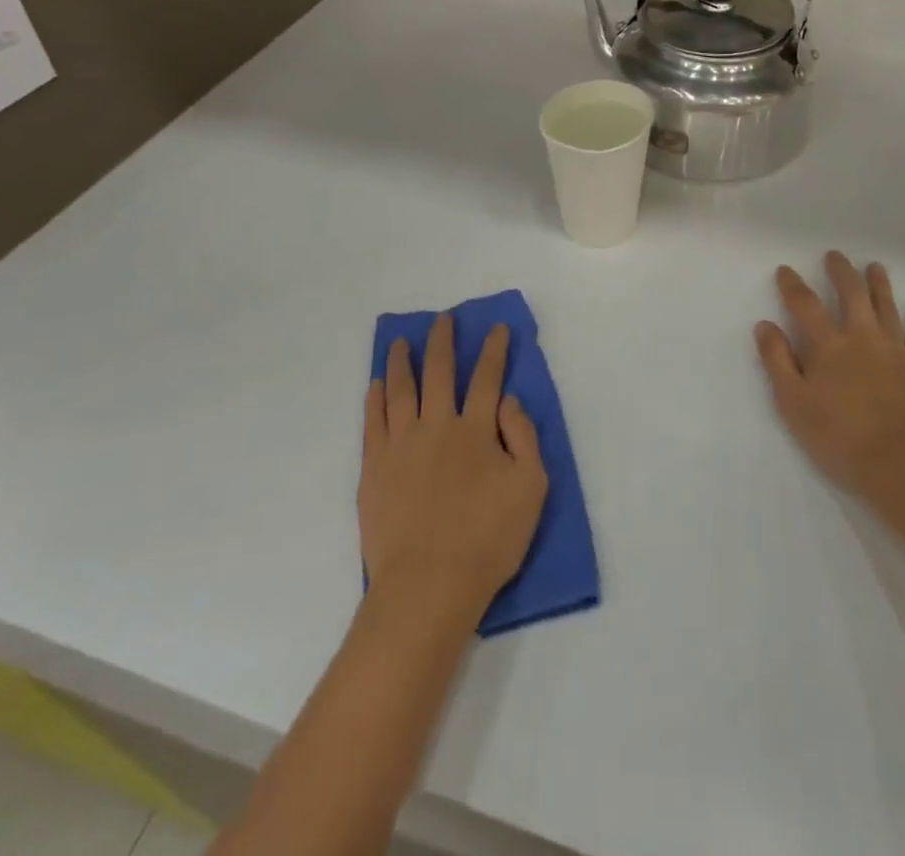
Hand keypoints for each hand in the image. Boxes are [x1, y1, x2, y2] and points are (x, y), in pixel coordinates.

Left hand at [360, 315, 548, 627]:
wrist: (428, 585)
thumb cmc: (487, 539)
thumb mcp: (531, 488)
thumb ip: (523, 437)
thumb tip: (508, 400)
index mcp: (476, 430)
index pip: (487, 378)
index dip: (494, 350)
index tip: (496, 327)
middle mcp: (437, 426)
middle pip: (439, 372)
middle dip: (442, 341)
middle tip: (442, 319)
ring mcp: (401, 445)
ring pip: (400, 390)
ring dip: (402, 361)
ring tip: (400, 342)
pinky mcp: (374, 468)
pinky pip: (373, 422)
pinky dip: (375, 398)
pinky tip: (376, 384)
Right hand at [755, 252, 904, 522]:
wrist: (903, 464)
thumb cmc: (839, 437)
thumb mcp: (793, 403)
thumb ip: (777, 361)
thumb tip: (765, 325)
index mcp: (828, 346)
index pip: (805, 305)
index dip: (793, 285)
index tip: (785, 270)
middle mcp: (862, 338)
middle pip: (851, 294)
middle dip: (841, 272)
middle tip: (835, 255)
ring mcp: (896, 351)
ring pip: (887, 308)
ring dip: (880, 285)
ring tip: (875, 267)